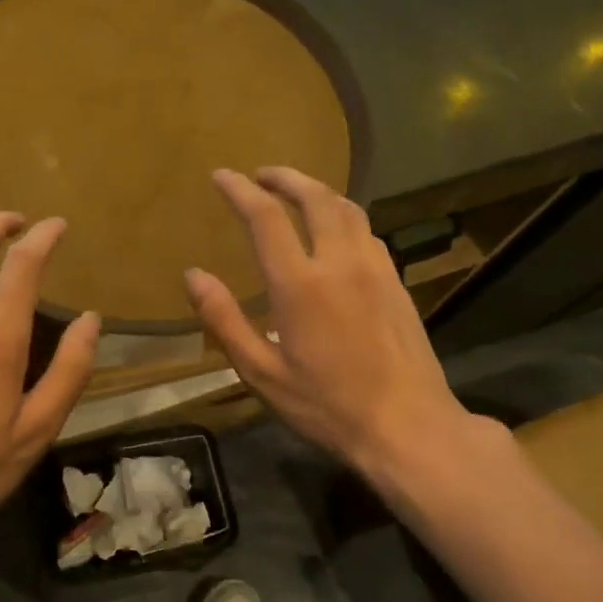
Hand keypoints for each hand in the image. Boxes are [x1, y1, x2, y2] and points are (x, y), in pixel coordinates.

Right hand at [184, 168, 480, 499]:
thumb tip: (193, 275)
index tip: (222, 176)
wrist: (409, 427)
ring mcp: (376, 270)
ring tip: (297, 193)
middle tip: (262, 174)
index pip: (266, 218)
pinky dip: (344, 216)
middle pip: (315, 198)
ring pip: (348, 209)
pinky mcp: (397, 283)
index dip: (240, 191)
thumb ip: (224, 320)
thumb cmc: (326, 405)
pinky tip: (336, 232)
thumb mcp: (260, 372)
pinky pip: (367, 232)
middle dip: (285, 177)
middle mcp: (340, 263)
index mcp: (300, 284)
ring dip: (318, 191)